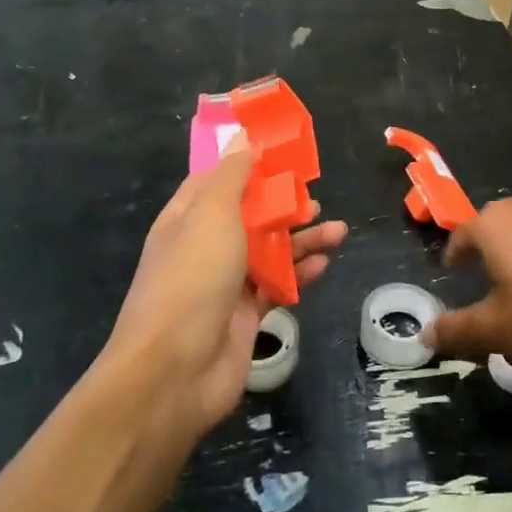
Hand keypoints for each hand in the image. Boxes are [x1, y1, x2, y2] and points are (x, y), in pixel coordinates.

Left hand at [104, 133, 345, 439]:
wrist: (174, 373)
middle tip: (314, 195)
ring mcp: (225, 283)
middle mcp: (205, 247)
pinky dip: (301, 273)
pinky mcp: (245, 314)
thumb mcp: (211, 215)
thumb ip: (231, 176)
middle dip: (282, 203)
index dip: (247, 164)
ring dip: (302, 238)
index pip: (216, 180)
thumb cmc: (191, 279)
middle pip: (249, 215)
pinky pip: (278, 285)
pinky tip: (326, 263)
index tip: (281, 151)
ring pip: (270, 250)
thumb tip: (242, 139)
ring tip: (337, 230)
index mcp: (187, 218)